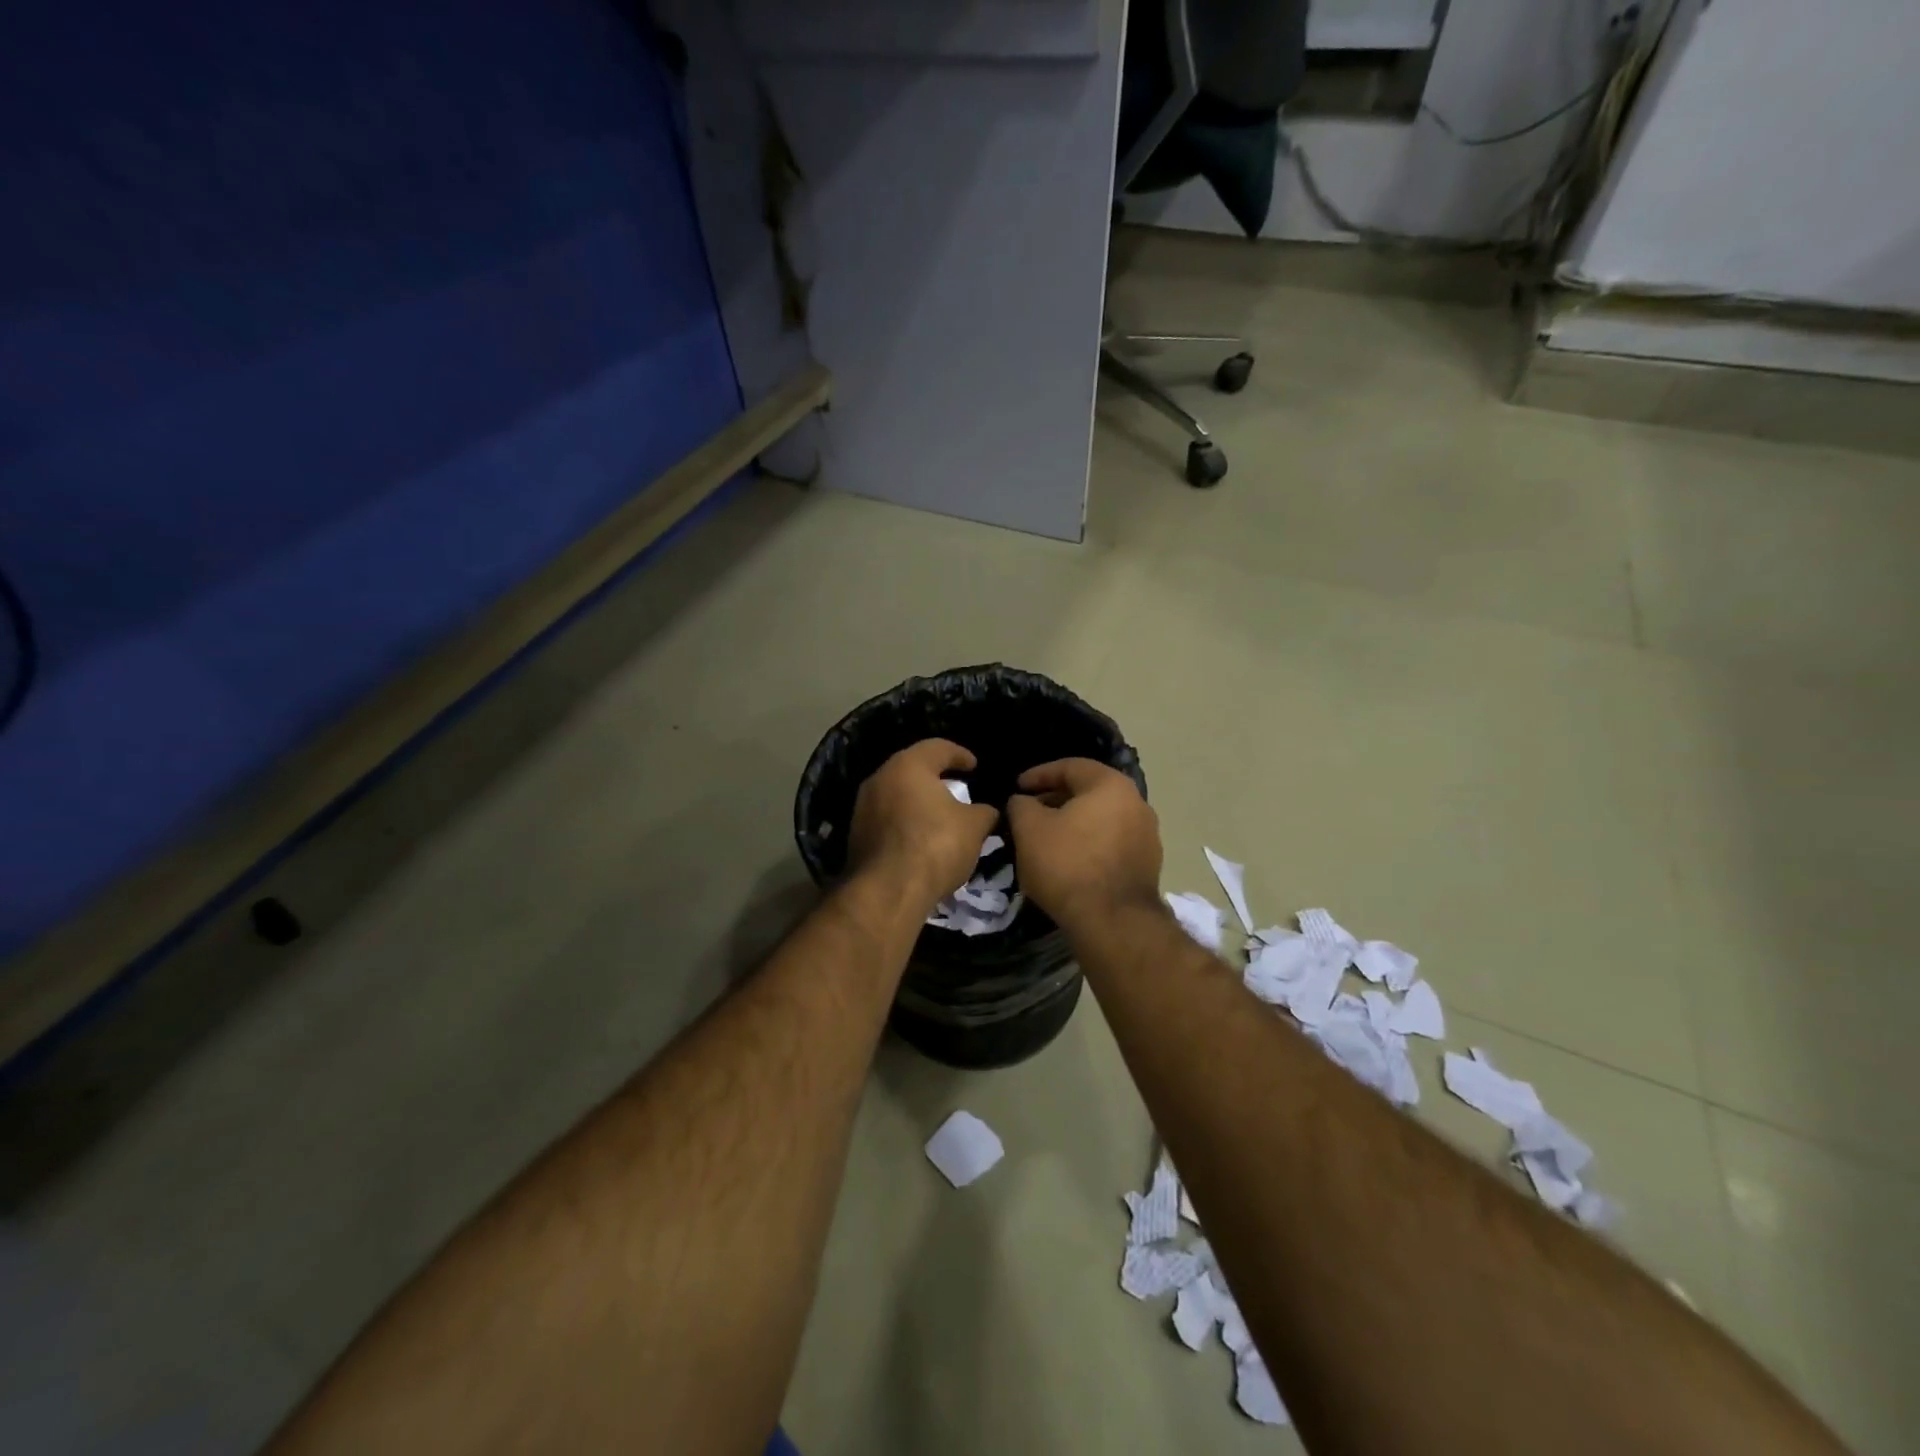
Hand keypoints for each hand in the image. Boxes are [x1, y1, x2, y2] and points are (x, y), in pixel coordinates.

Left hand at [847, 739, 999, 911]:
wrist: (887, 891)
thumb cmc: (935, 846)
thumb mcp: (974, 827)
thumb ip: (984, 812)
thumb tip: (988, 811)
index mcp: (908, 766)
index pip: (938, 747)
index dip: (960, 754)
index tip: (974, 766)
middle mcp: (880, 778)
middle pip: (912, 769)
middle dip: (936, 778)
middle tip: (957, 788)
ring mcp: (863, 807)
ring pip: (896, 794)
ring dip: (918, 802)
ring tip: (940, 816)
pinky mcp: (856, 835)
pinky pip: (887, 819)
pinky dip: (905, 823)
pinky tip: (921, 839)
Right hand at [1005, 759, 1162, 928]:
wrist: (1113, 921)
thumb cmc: (1067, 864)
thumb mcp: (1029, 829)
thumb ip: (1021, 805)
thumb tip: (1023, 801)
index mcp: (1111, 785)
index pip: (1070, 767)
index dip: (1039, 774)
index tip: (1017, 787)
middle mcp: (1136, 803)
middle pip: (1089, 792)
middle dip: (1056, 799)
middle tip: (1030, 812)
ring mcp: (1147, 835)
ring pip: (1102, 819)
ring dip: (1074, 823)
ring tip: (1047, 839)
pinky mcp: (1148, 865)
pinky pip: (1112, 843)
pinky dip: (1089, 844)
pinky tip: (1070, 862)